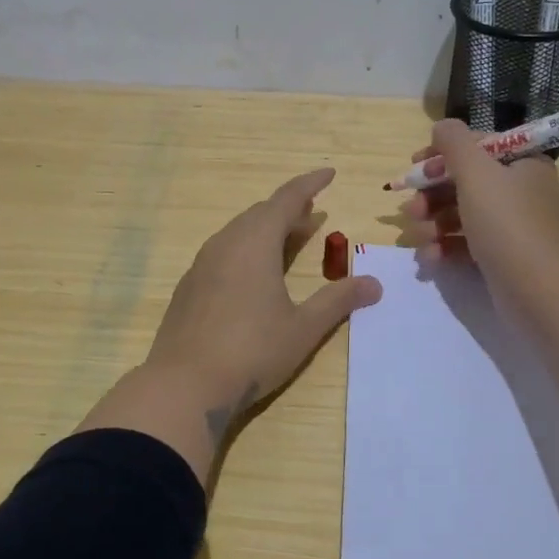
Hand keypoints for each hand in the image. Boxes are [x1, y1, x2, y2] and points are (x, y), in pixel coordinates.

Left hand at [146, 167, 381, 418]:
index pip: (286, 199)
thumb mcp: (303, 327)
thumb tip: (374, 283)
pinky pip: (223, 253)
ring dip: (266, 230)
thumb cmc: (252, 351)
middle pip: (260, 214)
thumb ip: (338, 301)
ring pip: (238, 233)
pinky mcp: (189, 287)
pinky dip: (246, 249)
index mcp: (254, 243)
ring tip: (288, 239)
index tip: (329, 173)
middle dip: (288, 209)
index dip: (309, 184)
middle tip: (312, 212)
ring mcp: (202, 265)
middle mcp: (225, 244)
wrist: (184, 385)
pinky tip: (253, 274)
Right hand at [399, 119, 558, 314]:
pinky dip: (446, 247)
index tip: (414, 167)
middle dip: (431, 196)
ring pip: (462, 214)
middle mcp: (523, 191)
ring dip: (433, 223)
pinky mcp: (505, 257)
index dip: (442, 155)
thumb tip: (442, 127)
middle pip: (465, 182)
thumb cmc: (506, 224)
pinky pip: (468, 243)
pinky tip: (430, 258)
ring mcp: (515, 226)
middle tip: (411, 210)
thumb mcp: (477, 172)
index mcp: (524, 164)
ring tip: (418, 238)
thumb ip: (454, 142)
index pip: (477, 147)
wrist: (537, 292)